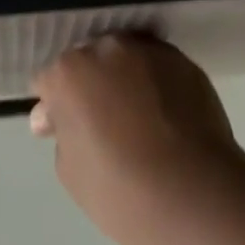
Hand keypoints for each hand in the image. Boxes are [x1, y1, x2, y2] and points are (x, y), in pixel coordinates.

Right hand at [29, 35, 244, 244]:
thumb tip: (58, 116)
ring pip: (126, 59)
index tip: (65, 131)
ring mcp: (148, 51)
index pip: (49, 79)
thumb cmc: (121, 191)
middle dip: (91, 85)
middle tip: (104, 125)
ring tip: (141, 120)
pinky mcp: (183, 61)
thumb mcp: (70, 172)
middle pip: (89, 61)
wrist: (195, 196)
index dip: (54, 105)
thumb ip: (61, 132)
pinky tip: (168, 120)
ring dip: (125, 79)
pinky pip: (159, 69)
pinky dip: (157, 86)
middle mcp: (106, 48)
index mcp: (70, 71)